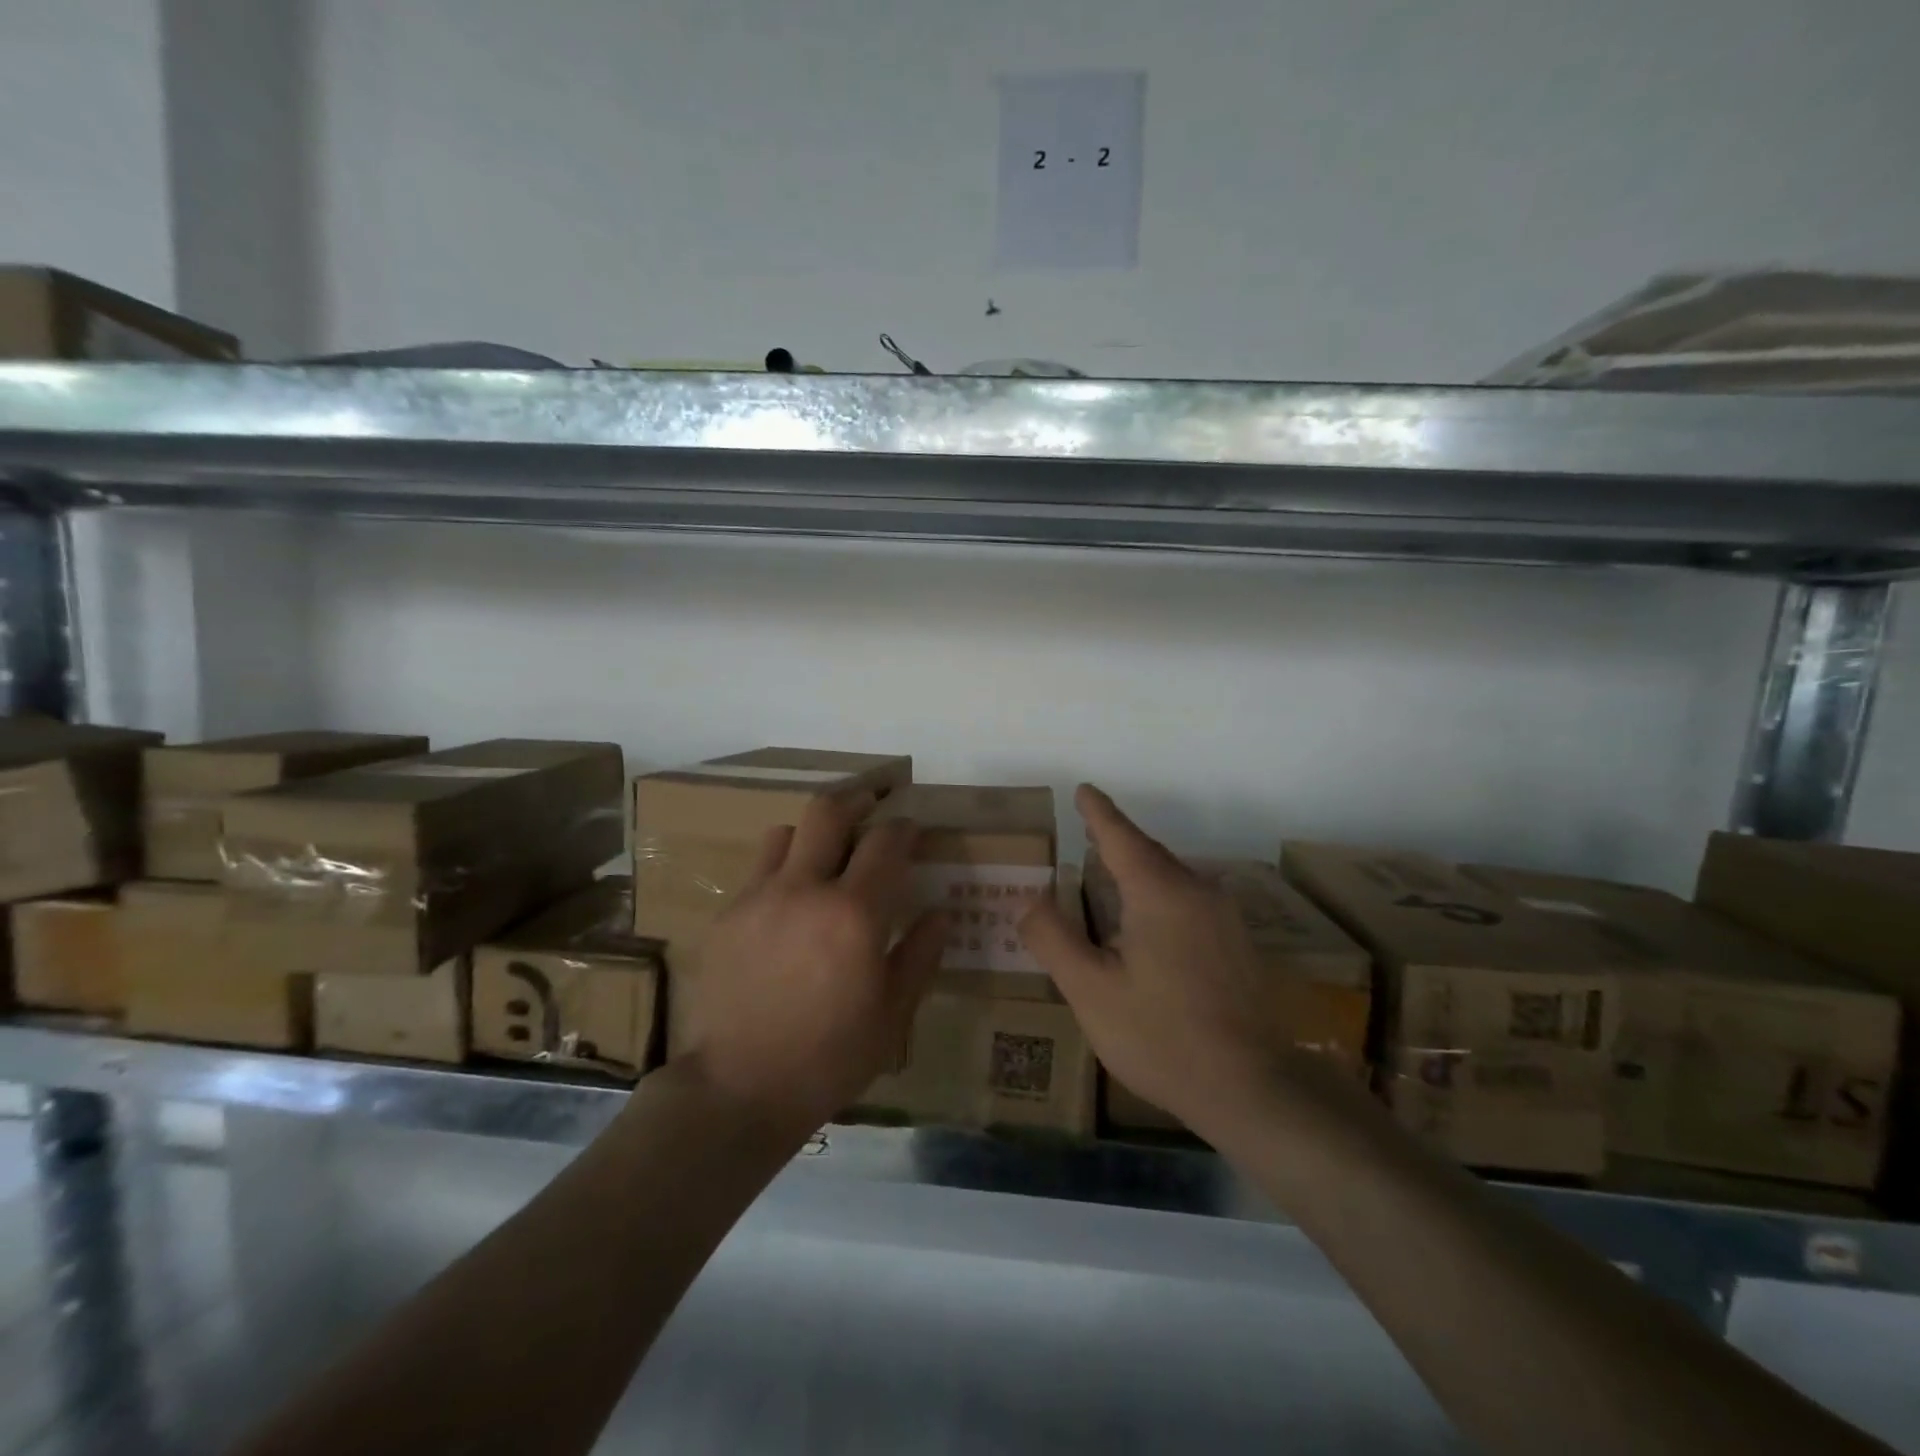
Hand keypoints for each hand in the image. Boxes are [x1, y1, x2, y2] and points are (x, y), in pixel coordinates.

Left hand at [678, 793, 946, 1133]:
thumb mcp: (892, 1015)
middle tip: (871, 806)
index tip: (913, 831)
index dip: (904, 828)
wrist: (740, 1088)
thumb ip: (919, 955)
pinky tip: (789, 902)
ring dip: (812, 833)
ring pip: (786, 832)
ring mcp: (759, 898)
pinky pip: (758, 870)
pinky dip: (782, 868)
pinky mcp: (728, 915)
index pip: (886, 842)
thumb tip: (939, 913)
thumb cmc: (830, 1057)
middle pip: (828, 811)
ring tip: (824, 855)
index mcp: (854, 913)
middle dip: (856, 800)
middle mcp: (805, 889)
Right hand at [1019, 785, 1281, 1139]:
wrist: (1252, 1088)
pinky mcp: (1238, 943)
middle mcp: (1197, 891)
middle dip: (1116, 842)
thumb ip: (1054, 939)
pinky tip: (1148, 925)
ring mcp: (1224, 917)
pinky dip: (1160, 897)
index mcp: (1159, 892)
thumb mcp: (1091, 991)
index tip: (1083, 790)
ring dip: (1139, 872)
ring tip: (1108, 879)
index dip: (1098, 812)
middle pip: (1148, 854)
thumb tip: (1030, 900)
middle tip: (1085, 836)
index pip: (1120, 836)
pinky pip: (1189, 901)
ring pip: (1172, 878)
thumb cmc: (1161, 1037)